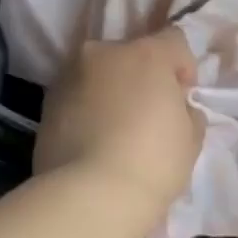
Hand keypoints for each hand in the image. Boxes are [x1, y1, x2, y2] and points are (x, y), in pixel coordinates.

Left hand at [35, 30, 203, 222]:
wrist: (89, 196)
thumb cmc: (153, 162)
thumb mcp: (191, 139)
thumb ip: (187, 112)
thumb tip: (176, 108)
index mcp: (145, 54)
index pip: (174, 40)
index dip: (184, 67)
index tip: (182, 98)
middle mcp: (103, 53)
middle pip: (131, 54)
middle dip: (142, 77)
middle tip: (148, 115)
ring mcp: (69, 76)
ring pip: (100, 74)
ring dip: (111, 91)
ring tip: (116, 130)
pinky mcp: (46, 103)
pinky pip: (77, 97)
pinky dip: (87, 109)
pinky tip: (93, 142)